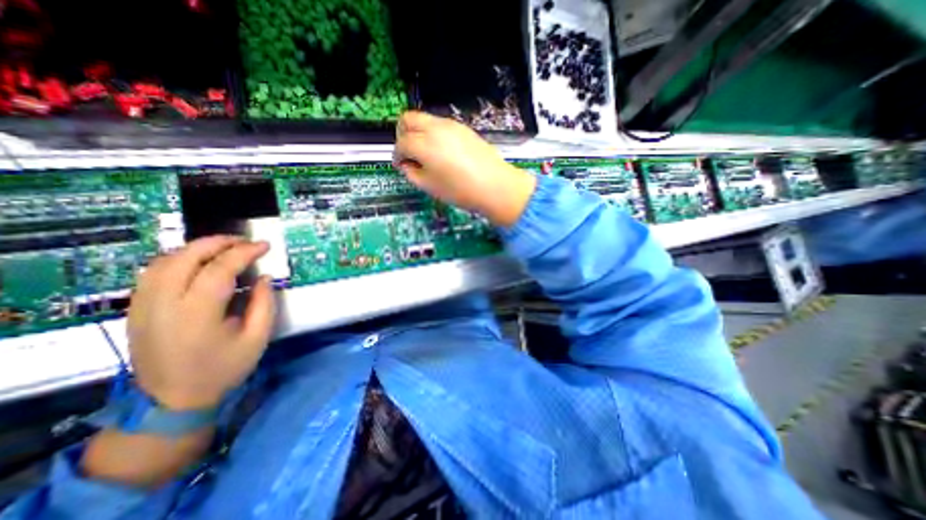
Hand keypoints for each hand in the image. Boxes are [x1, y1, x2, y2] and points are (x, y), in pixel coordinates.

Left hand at [128, 238, 275, 412]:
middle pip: (185, 257)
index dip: (244, 252)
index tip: (265, 245)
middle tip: (245, 241)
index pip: (219, 269)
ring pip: (164, 261)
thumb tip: (263, 277)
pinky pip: (153, 272)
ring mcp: (143, 305)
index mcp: (197, 313)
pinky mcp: (136, 309)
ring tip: (225, 247)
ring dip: (196, 248)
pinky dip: (178, 259)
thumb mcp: (257, 337)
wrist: (172, 400)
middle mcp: (163, 304)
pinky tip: (198, 262)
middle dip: (218, 242)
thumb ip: (264, 304)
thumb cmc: (223, 368)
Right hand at [395, 109, 540, 225]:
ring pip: (425, 119)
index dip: (397, 155)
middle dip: (402, 134)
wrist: (495, 185)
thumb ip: (412, 173)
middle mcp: (435, 128)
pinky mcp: (463, 128)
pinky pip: (440, 124)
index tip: (400, 165)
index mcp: (423, 144)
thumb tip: (406, 164)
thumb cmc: (460, 190)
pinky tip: (442, 151)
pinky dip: (433, 133)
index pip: (401, 143)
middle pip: (408, 119)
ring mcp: (451, 125)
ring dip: (418, 132)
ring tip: (426, 154)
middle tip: (408, 153)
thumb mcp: (430, 187)